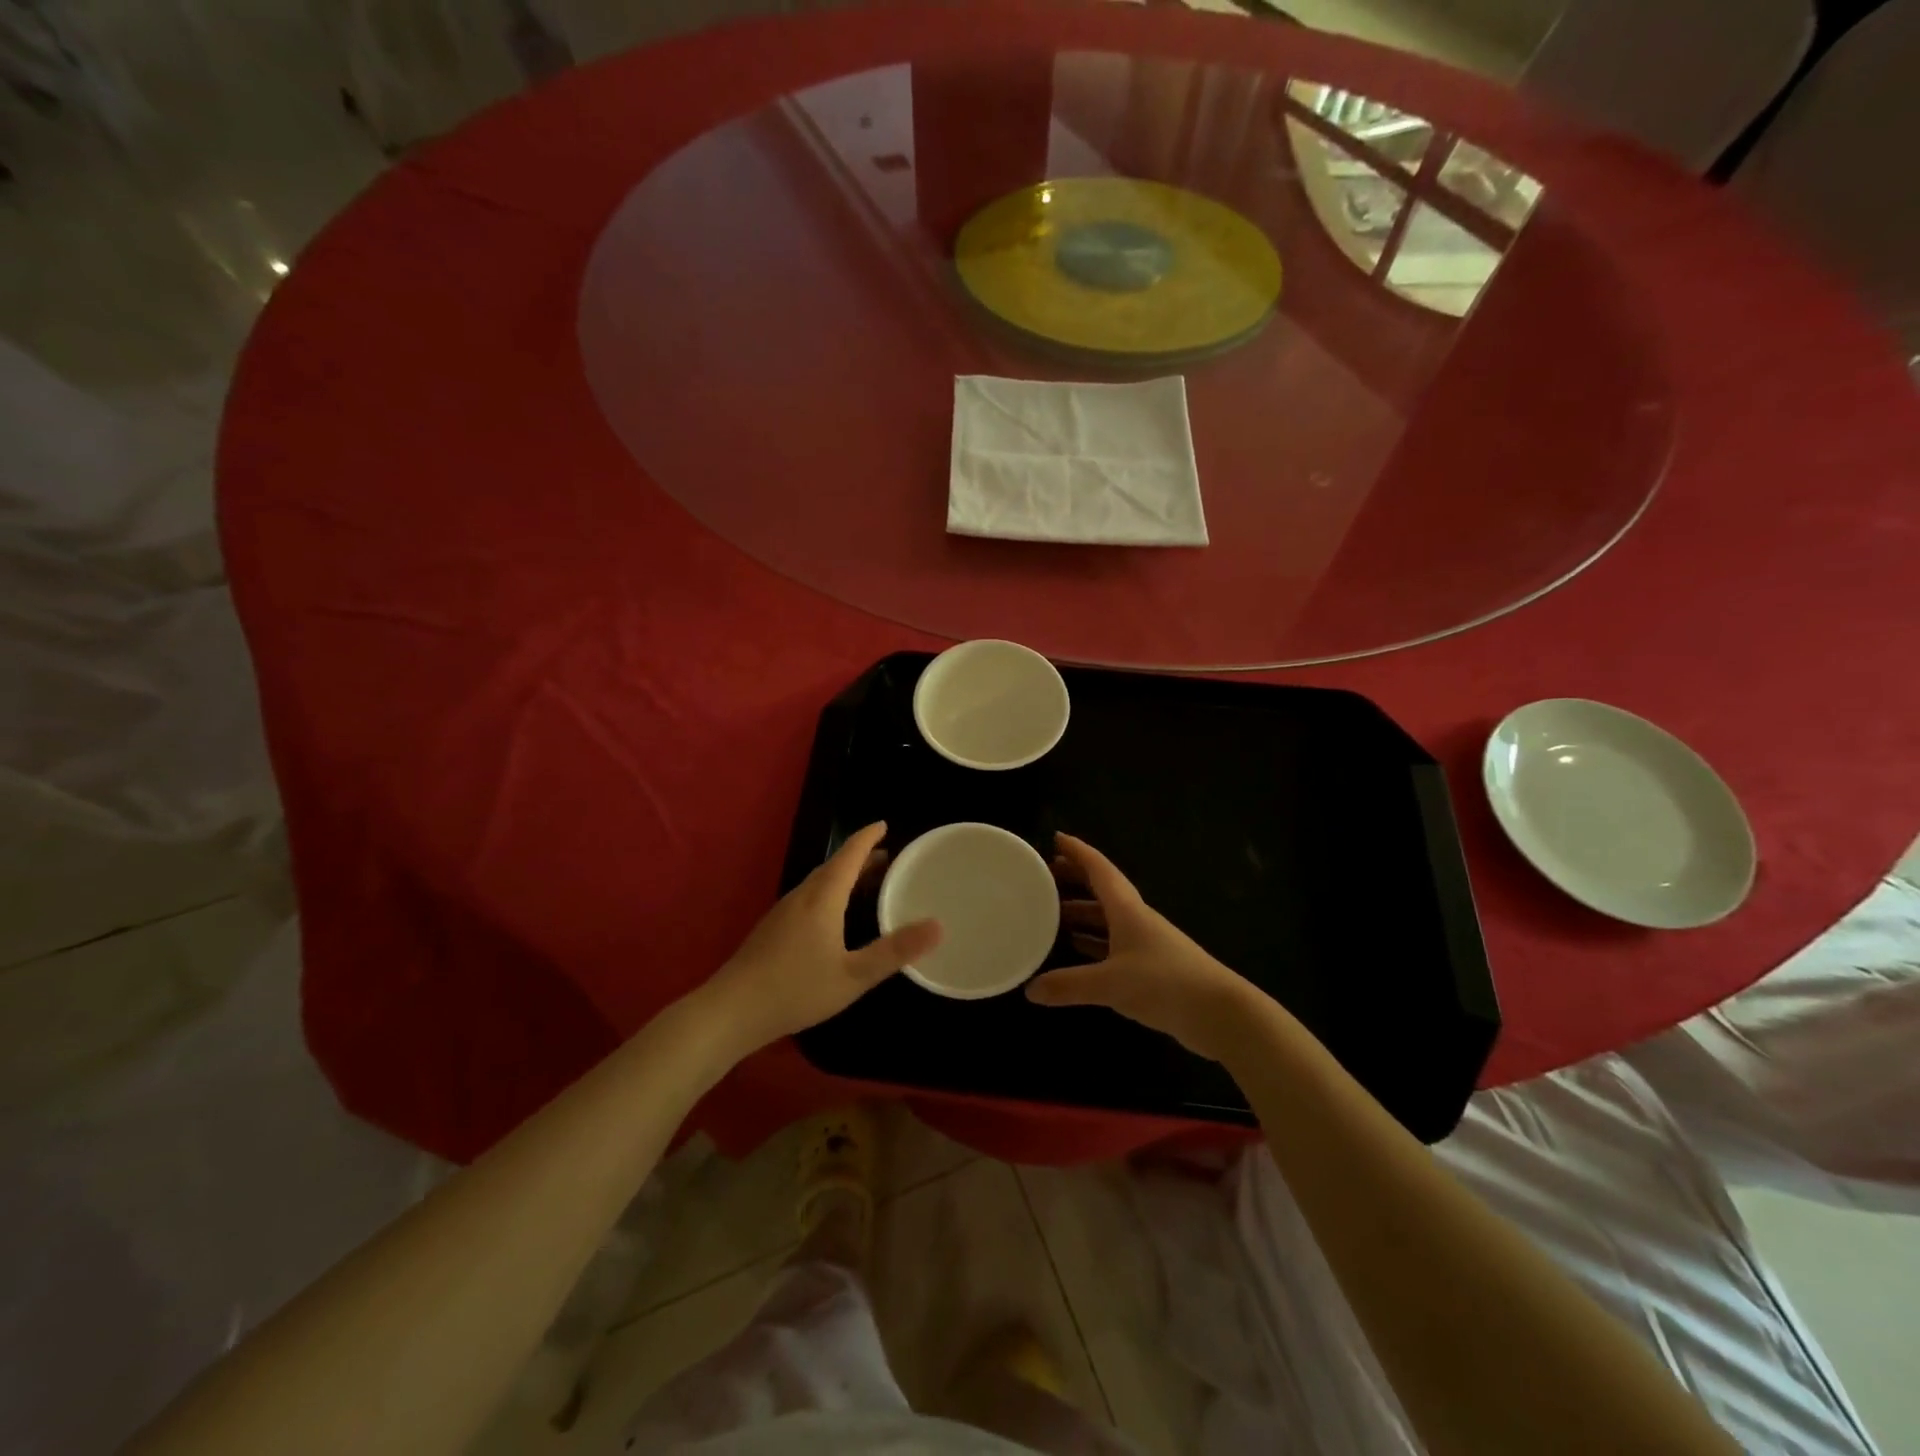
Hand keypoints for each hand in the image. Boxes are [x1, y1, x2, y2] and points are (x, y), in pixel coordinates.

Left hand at [701, 822, 939, 1057]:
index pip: (849, 855)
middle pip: (834, 866)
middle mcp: (802, 896)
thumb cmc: (796, 989)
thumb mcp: (853, 975)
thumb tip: (938, 925)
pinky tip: (834, 917)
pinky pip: (809, 898)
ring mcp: (783, 912)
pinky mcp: (773, 929)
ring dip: (845, 876)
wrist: (731, 1011)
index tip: (885, 824)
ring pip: (819, 883)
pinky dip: (830, 893)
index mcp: (822, 898)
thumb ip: (894, 951)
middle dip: (861, 858)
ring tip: (867, 883)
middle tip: (888, 858)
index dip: (868, 838)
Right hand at [1026, 834, 1256, 1060]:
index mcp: (1128, 910)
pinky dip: (1094, 943)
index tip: (1056, 838)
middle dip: (1076, 880)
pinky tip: (1078, 952)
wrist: (1220, 1013)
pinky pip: (1114, 945)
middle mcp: (1137, 920)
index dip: (1078, 852)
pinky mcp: (1152, 968)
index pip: (1099, 870)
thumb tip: (1030, 989)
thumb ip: (1069, 985)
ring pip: (1108, 919)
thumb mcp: (1111, 984)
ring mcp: (1146, 944)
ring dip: (1083, 913)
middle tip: (1046, 875)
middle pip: (1102, 891)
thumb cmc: (1165, 983)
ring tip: (1053, 913)